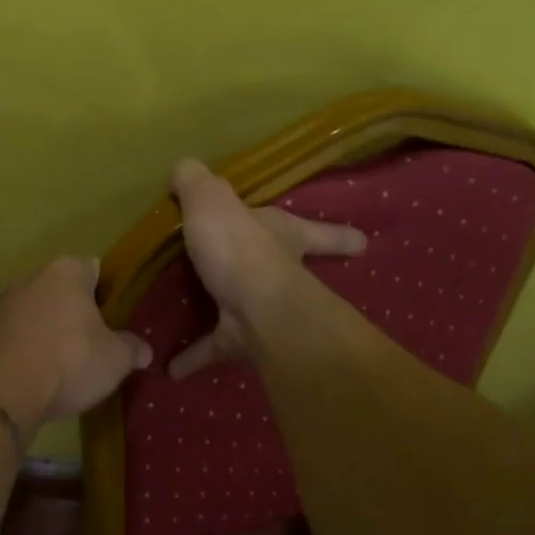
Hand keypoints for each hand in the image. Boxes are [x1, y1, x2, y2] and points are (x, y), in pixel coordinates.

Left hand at [0, 256, 151, 425]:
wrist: (4, 390)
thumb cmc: (70, 359)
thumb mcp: (116, 358)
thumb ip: (133, 349)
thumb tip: (145, 351)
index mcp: (68, 270)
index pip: (97, 270)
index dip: (111, 294)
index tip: (120, 320)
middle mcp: (34, 277)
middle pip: (66, 291)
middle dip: (81, 313)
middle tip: (99, 343)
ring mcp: (6, 303)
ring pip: (41, 313)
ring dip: (54, 332)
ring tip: (71, 364)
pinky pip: (22, 335)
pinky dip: (33, 348)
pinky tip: (44, 374)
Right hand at [168, 158, 365, 378]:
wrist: (254, 309)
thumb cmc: (241, 247)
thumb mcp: (212, 199)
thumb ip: (195, 181)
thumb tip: (183, 168)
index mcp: (283, 235)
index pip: (318, 232)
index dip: (338, 235)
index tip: (363, 244)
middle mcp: (281, 272)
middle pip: (293, 271)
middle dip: (287, 273)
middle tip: (273, 279)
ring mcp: (263, 310)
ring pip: (250, 310)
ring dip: (230, 312)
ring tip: (203, 314)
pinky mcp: (240, 340)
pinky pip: (213, 346)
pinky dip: (193, 356)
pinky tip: (171, 366)